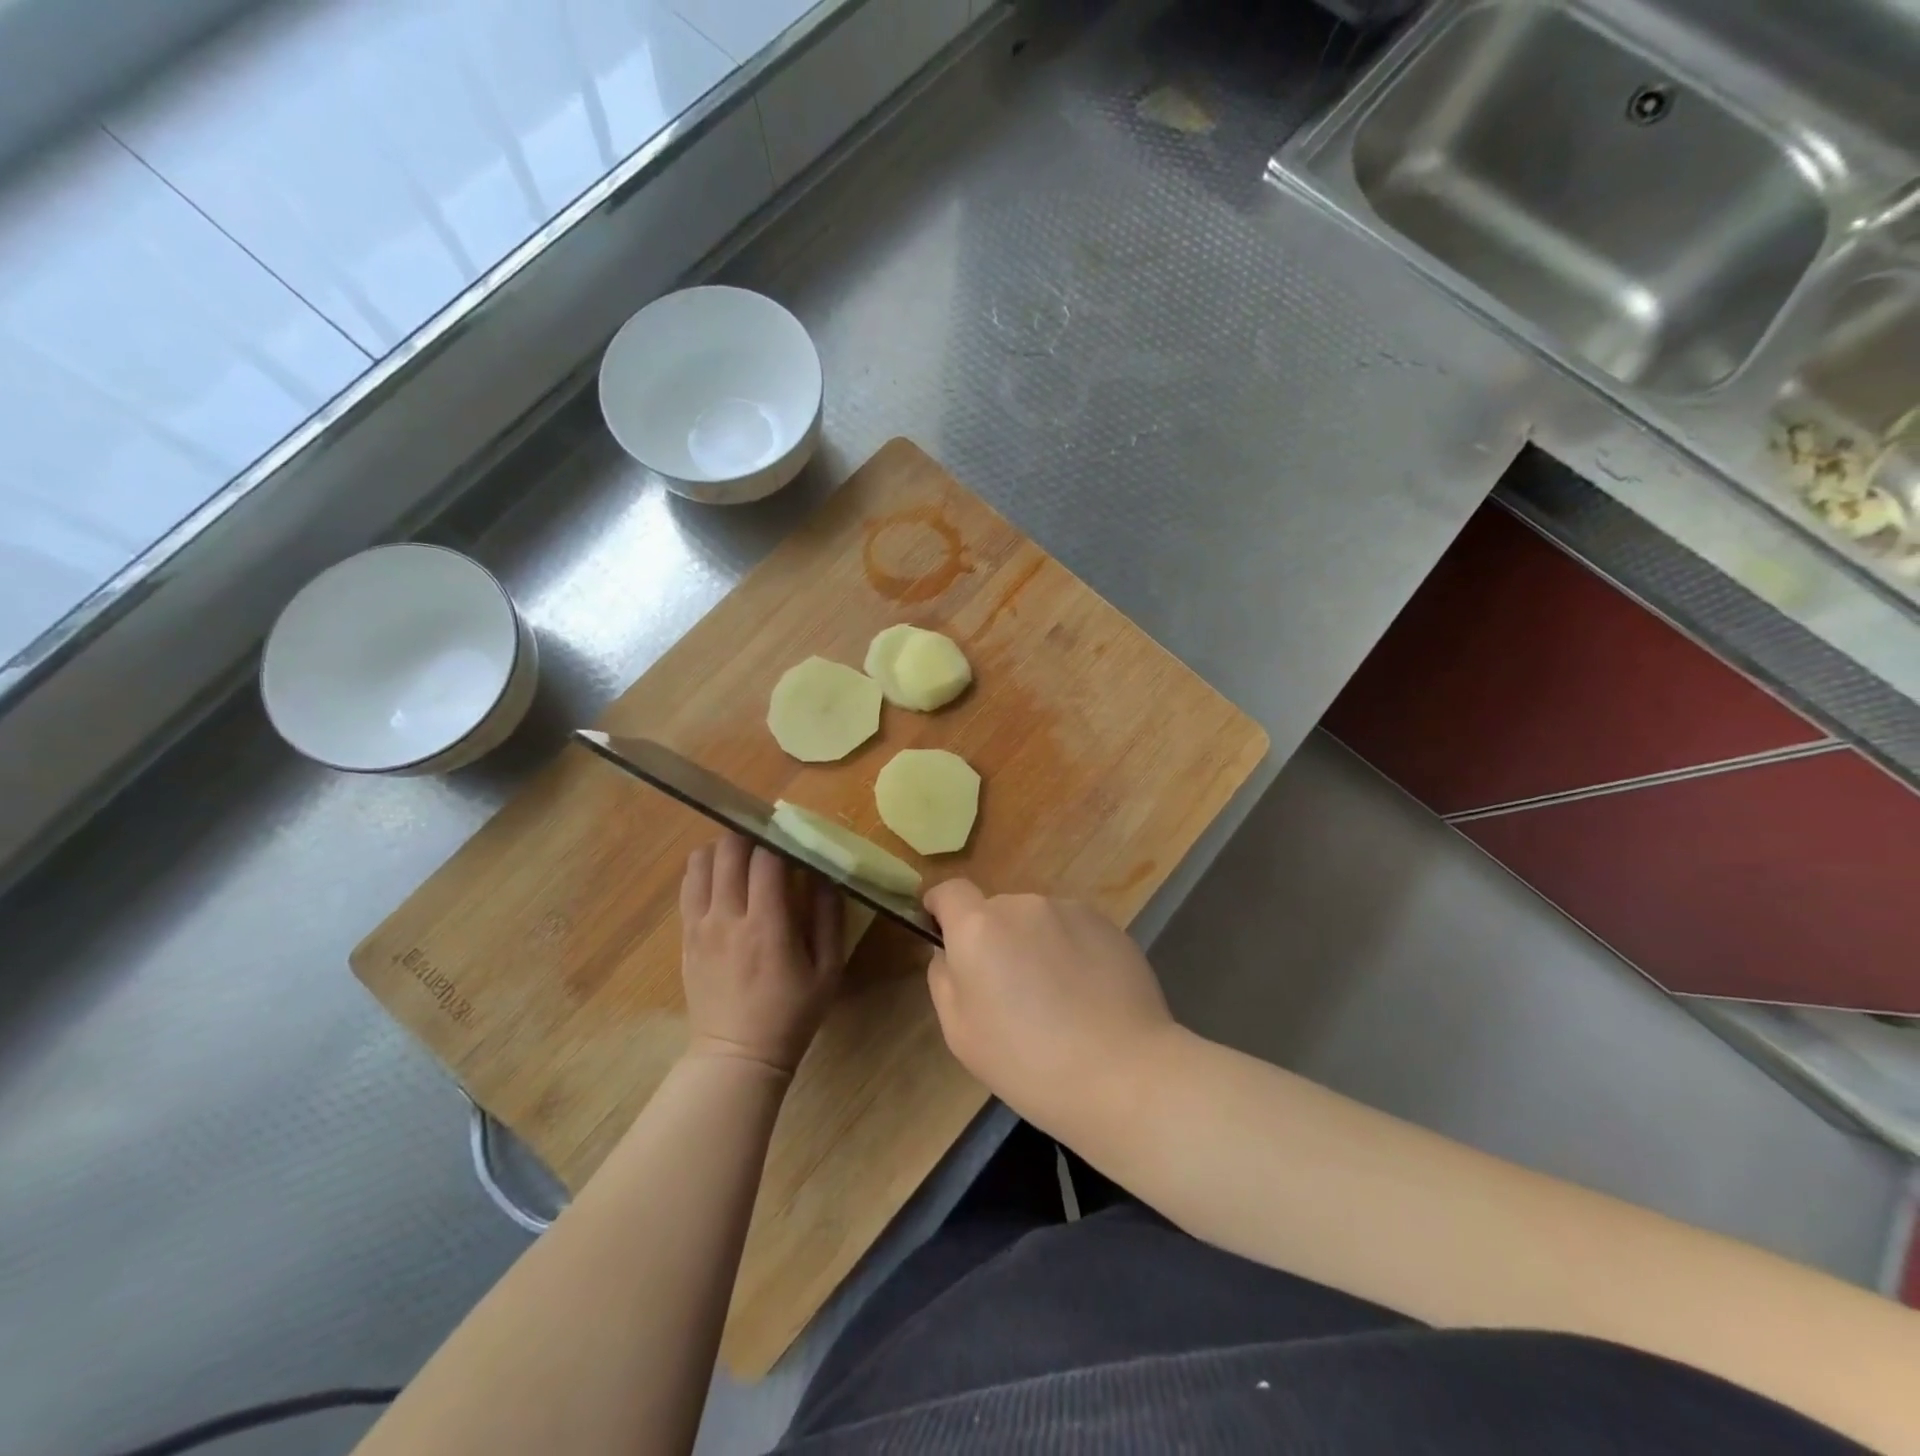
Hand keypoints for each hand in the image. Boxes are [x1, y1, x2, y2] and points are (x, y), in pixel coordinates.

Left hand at [680, 833, 843, 1075]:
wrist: (737, 1056)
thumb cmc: (791, 1014)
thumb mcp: (828, 970)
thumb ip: (829, 917)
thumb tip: (825, 873)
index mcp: (767, 925)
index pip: (766, 858)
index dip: (780, 837)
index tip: (794, 833)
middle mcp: (727, 917)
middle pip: (728, 849)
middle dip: (750, 835)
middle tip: (770, 840)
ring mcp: (699, 925)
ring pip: (701, 861)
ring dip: (724, 849)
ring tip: (745, 858)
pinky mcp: (685, 936)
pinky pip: (689, 886)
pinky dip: (706, 870)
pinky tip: (725, 880)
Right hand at [923, 880, 1176, 1135]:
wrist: (1122, 1073)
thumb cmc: (1027, 1062)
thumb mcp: (960, 1032)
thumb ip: (944, 978)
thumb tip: (949, 952)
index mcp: (979, 927)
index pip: (949, 890)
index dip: (940, 907)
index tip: (943, 931)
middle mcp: (1022, 905)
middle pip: (995, 911)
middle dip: (994, 939)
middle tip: (1010, 991)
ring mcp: (1069, 910)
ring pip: (1037, 920)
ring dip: (1035, 944)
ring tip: (1057, 998)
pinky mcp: (1107, 924)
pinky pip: (1073, 930)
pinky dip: (1071, 950)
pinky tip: (1088, 994)